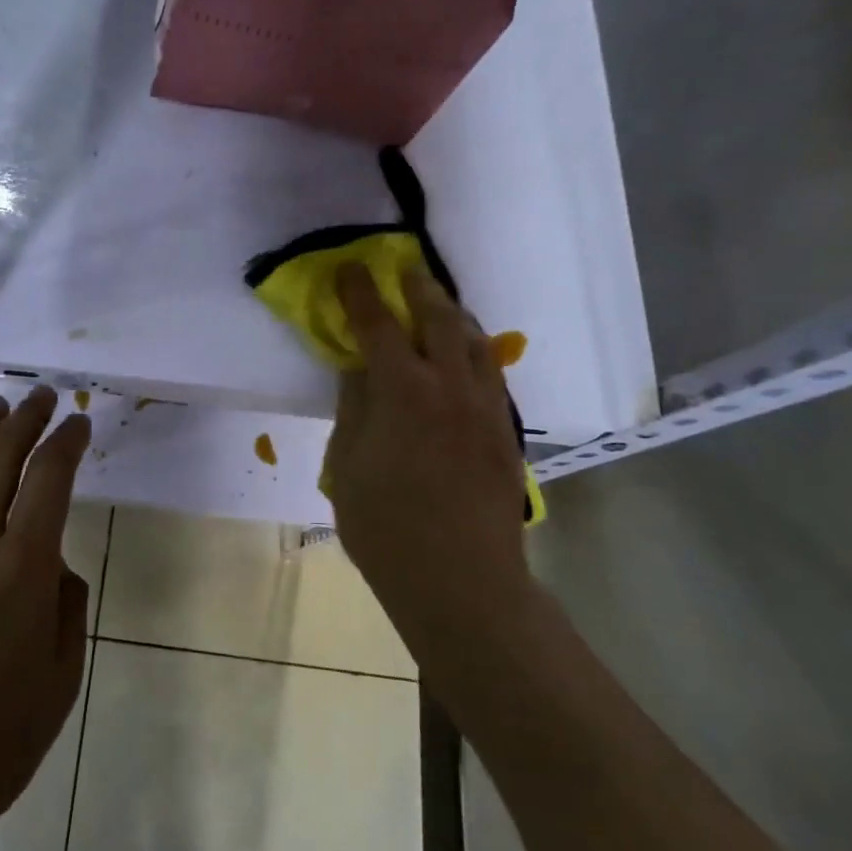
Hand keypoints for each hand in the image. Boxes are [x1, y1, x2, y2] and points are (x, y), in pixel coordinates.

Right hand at [325, 264, 530, 656]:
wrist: (461, 581)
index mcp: (404, 392)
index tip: (350, 269)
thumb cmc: (386, 527)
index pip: (379, 325)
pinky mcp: (504, 432)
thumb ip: (354, 407)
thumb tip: (358, 368)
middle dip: (417, 289)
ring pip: (475, 342)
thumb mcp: (348, 465)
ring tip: (436, 305)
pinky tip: (462, 357)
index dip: (361, 293)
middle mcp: (451, 387)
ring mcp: (485, 408)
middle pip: (439, 318)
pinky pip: (489, 373)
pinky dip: (473, 350)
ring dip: (452, 315)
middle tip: (402, 271)